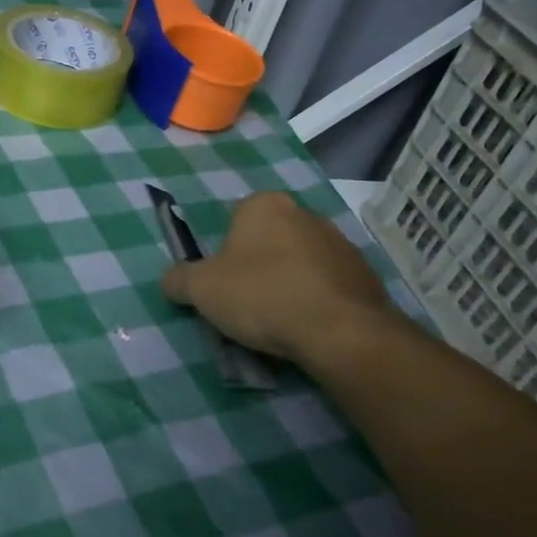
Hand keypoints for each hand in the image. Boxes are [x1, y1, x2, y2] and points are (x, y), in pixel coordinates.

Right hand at [160, 191, 401, 372]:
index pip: (235, 221)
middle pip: (269, 241)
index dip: (224, 254)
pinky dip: (317, 301)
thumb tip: (170, 281)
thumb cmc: (262, 295)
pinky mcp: (366, 275)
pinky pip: (328, 286)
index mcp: (265, 205)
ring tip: (279, 322)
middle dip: (258, 267)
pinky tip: (308, 328)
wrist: (339, 331)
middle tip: (246, 303)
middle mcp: (305, 213)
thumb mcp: (200, 289)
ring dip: (289, 284)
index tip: (223, 283)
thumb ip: (178, 280)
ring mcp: (341, 243)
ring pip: (300, 263)